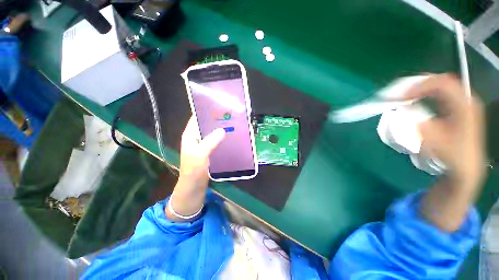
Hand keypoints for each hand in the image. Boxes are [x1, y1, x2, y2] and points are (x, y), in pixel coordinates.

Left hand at [165, 117, 224, 220]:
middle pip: (206, 124)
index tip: (219, 106)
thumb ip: (210, 142)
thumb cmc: (193, 170)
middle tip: (230, 115)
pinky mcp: (209, 150)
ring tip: (233, 123)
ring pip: (212, 132)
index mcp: (190, 135)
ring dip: (220, 128)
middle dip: (216, 119)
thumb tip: (222, 129)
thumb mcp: (200, 155)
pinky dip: (222, 137)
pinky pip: (216, 140)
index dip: (206, 111)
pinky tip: (231, 136)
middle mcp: (196, 137)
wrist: (194, 187)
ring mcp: (203, 144)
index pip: (197, 118)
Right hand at [407, 74, 485, 189]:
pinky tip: (418, 99)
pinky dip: (428, 92)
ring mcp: (463, 102)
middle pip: (442, 80)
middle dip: (419, 84)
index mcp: (464, 106)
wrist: (467, 165)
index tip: (401, 97)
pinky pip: (442, 92)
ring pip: (442, 84)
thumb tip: (406, 111)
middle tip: (401, 93)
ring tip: (406, 95)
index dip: (419, 86)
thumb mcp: (436, 142)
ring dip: (423, 87)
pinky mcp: (459, 107)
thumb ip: (421, 124)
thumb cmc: (453, 155)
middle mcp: (466, 99)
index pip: (442, 84)